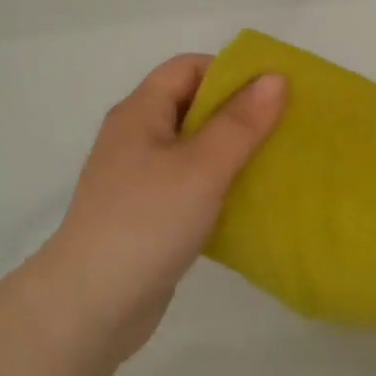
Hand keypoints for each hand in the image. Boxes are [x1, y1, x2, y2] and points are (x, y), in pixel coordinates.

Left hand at [35, 54, 285, 364]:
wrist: (91, 307)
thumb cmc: (147, 222)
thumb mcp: (202, 166)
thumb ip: (241, 122)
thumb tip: (276, 77)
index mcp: (140, 112)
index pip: (188, 68)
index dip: (230, 72)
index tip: (273, 93)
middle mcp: (136, 137)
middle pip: (192, 106)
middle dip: (239, 113)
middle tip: (284, 128)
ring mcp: (140, 178)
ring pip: (194, 149)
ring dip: (232, 152)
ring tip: (276, 163)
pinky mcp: (148, 214)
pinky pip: (190, 185)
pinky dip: (219, 186)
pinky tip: (248, 202)